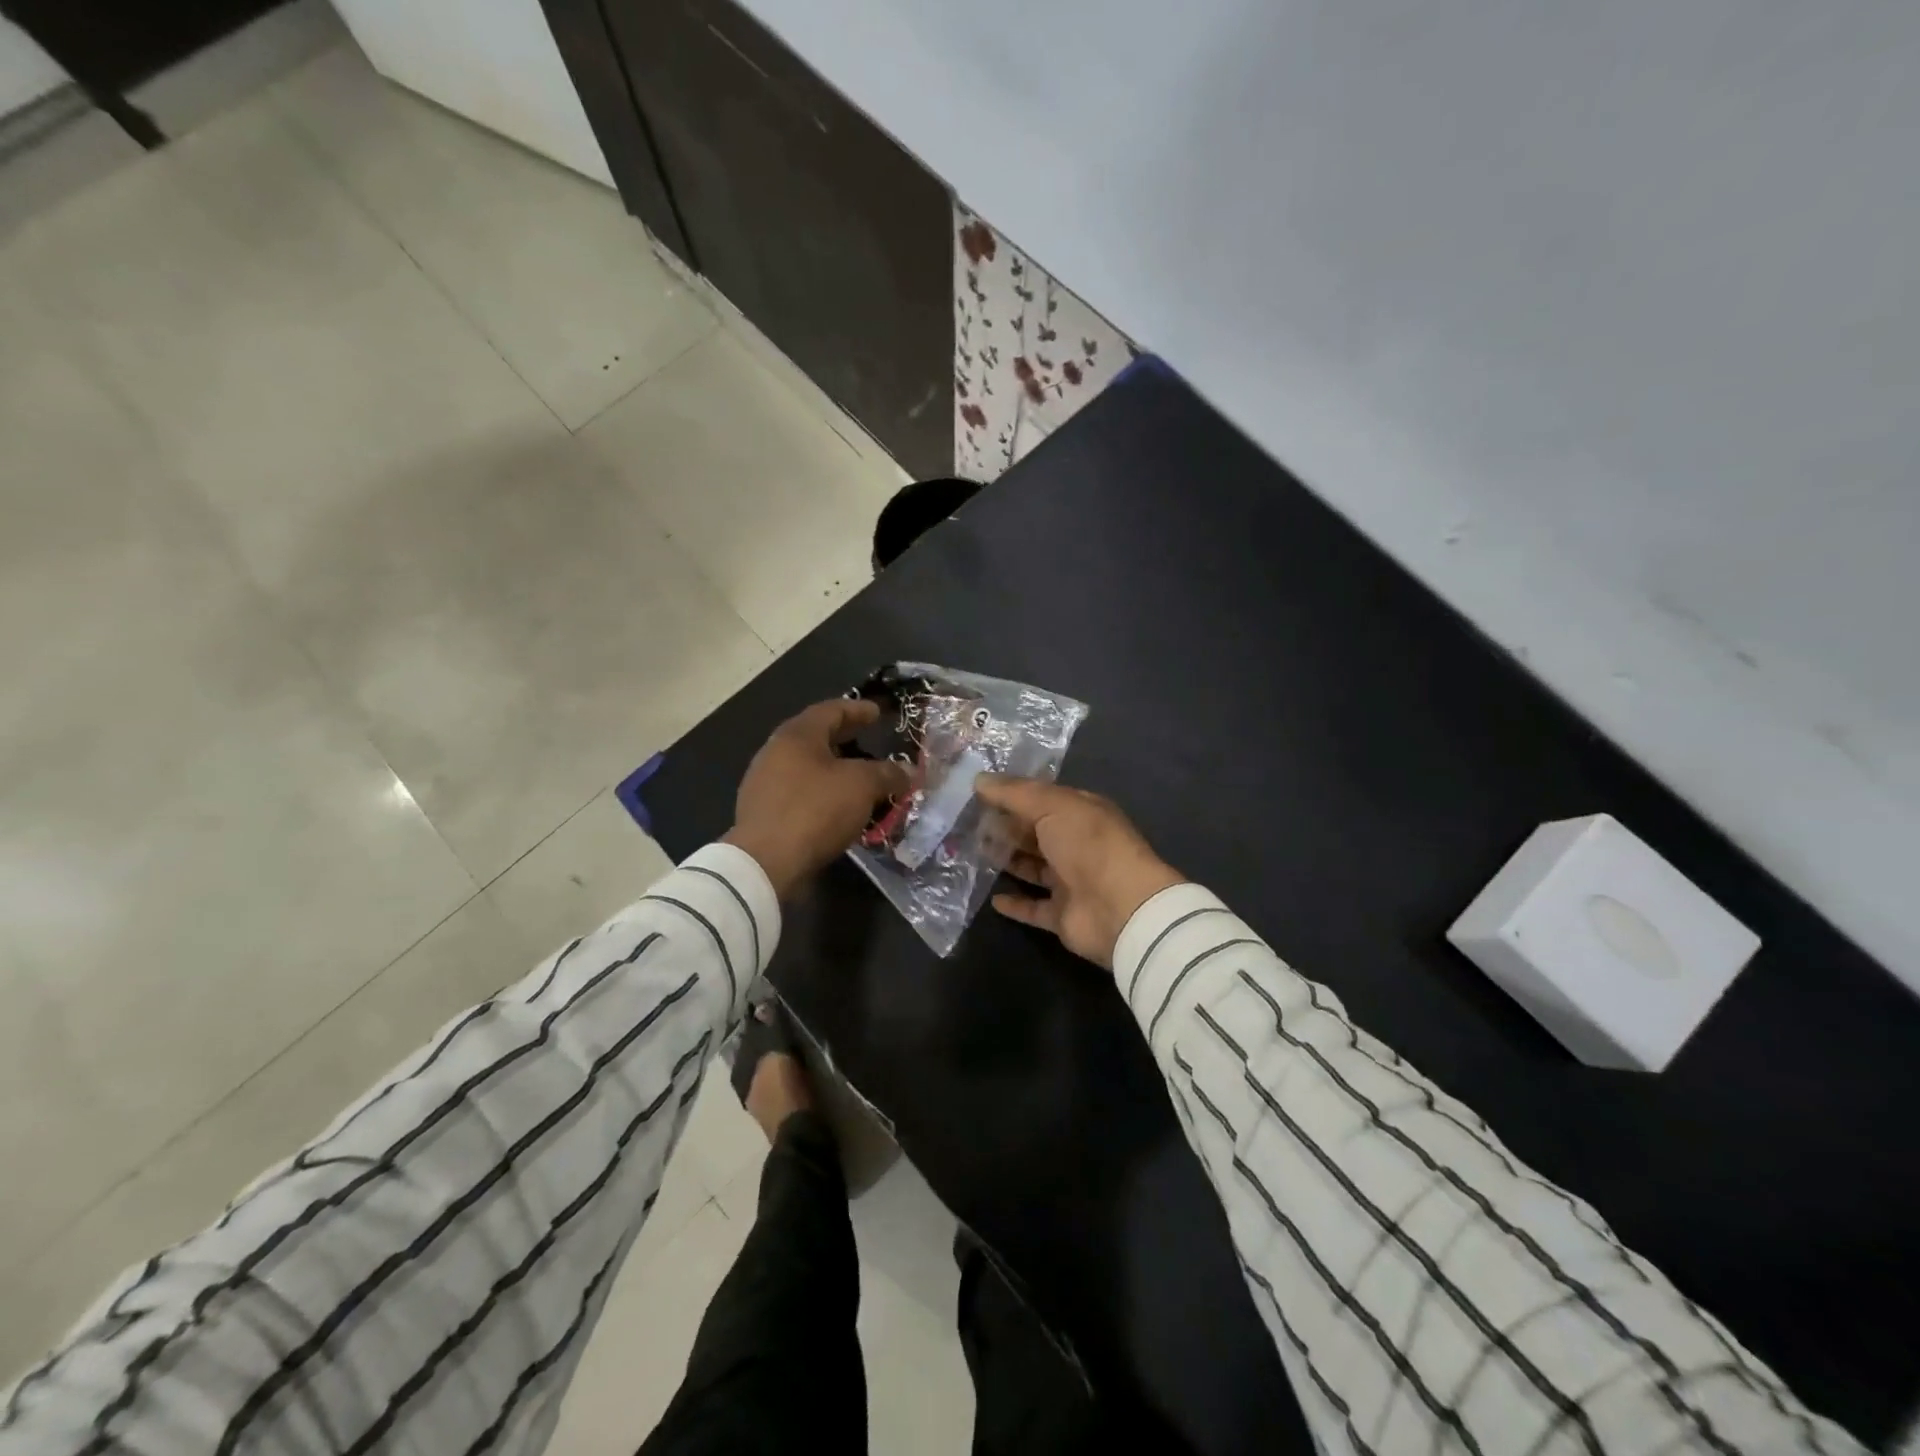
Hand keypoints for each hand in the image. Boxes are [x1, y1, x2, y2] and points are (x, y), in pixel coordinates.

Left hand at [723, 699, 907, 898]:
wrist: (765, 863)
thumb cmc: (815, 810)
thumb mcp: (862, 786)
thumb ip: (886, 773)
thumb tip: (906, 771)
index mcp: (797, 735)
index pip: (830, 710)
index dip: (857, 709)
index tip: (878, 712)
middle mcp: (775, 752)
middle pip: (815, 737)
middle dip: (845, 737)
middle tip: (869, 738)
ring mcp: (764, 783)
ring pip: (806, 766)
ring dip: (833, 768)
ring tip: (858, 776)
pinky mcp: (762, 812)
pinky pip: (799, 792)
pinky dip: (822, 792)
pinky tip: (837, 806)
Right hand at [973, 775, 1184, 967]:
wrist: (1121, 907)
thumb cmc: (1088, 845)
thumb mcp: (1052, 805)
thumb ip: (1015, 793)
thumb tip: (978, 779)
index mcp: (1081, 813)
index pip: (1043, 800)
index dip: (1013, 796)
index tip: (978, 794)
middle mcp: (1077, 845)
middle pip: (1036, 833)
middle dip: (1006, 828)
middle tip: (968, 824)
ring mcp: (1071, 882)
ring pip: (1033, 868)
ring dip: (1008, 861)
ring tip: (975, 853)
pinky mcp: (1063, 916)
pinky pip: (1034, 908)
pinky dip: (1015, 904)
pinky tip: (992, 899)